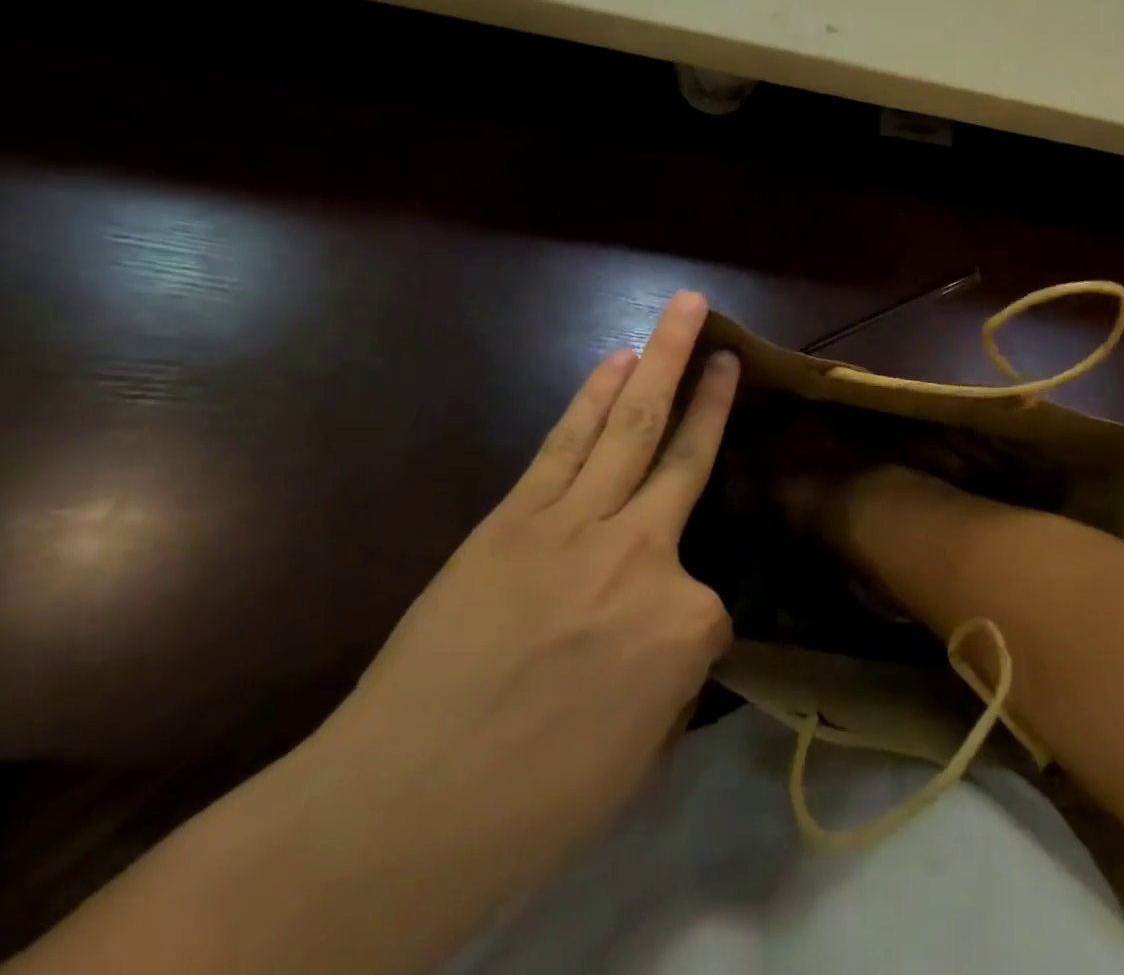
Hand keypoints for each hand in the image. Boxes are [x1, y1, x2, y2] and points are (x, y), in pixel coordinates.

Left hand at [278, 290, 741, 956]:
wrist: (397, 810)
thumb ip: (672, 679)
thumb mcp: (639, 758)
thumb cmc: (532, 804)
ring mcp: (575, 525)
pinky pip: (567, 443)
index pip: (713, 610)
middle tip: (725, 340)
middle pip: (687, 455)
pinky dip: (593, 398)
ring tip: (680, 313)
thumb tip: (671, 637)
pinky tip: (614, 364)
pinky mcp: (515, 517)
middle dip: (709, 389)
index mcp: (686, 625)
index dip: (687, 641)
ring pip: (630, 426)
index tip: (651, 674)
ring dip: (657, 362)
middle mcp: (642, 554)